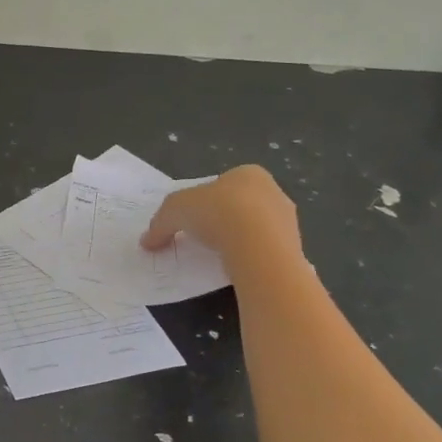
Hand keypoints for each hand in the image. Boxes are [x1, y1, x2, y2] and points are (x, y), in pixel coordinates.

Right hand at [141, 165, 302, 269]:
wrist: (258, 246)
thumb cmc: (216, 213)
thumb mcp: (174, 211)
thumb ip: (160, 224)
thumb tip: (147, 241)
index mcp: (248, 173)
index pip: (223, 185)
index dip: (205, 201)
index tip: (193, 220)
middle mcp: (273, 191)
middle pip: (241, 206)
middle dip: (224, 220)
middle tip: (204, 239)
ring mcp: (288, 220)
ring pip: (257, 229)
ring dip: (239, 241)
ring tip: (219, 258)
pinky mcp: (295, 247)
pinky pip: (266, 252)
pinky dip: (251, 259)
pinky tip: (237, 268)